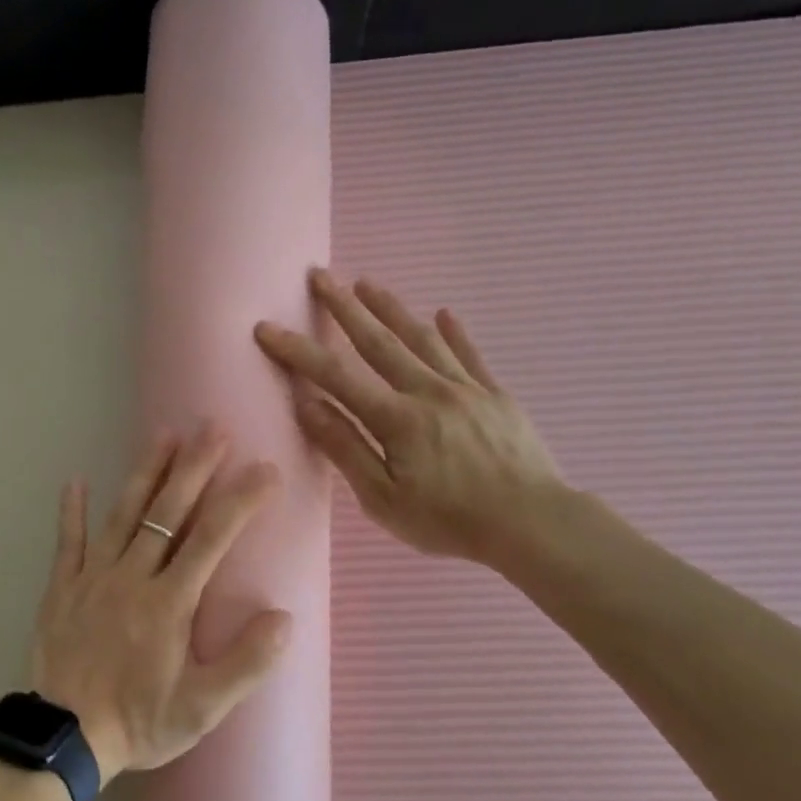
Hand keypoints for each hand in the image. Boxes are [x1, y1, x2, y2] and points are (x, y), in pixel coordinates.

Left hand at [30, 424, 290, 781]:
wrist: (63, 739)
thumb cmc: (138, 722)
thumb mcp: (201, 708)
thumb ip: (245, 664)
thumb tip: (285, 618)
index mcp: (169, 602)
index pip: (212, 538)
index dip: (240, 500)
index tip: (265, 469)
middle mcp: (132, 577)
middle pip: (167, 513)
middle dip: (194, 467)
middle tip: (213, 428)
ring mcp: (93, 578)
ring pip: (123, 514)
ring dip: (145, 473)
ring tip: (164, 435)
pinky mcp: (61, 588)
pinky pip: (67, 542)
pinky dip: (71, 511)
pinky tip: (74, 481)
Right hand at [254, 269, 564, 566]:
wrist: (533, 524)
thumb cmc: (449, 520)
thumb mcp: (383, 499)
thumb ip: (345, 448)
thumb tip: (308, 405)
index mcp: (397, 419)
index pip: (336, 376)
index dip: (298, 350)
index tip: (267, 327)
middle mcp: (428, 391)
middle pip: (379, 341)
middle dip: (344, 307)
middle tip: (320, 275)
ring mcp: (466, 389)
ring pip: (422, 338)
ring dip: (391, 308)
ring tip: (367, 283)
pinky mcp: (497, 396)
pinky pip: (471, 356)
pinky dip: (455, 333)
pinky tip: (444, 313)